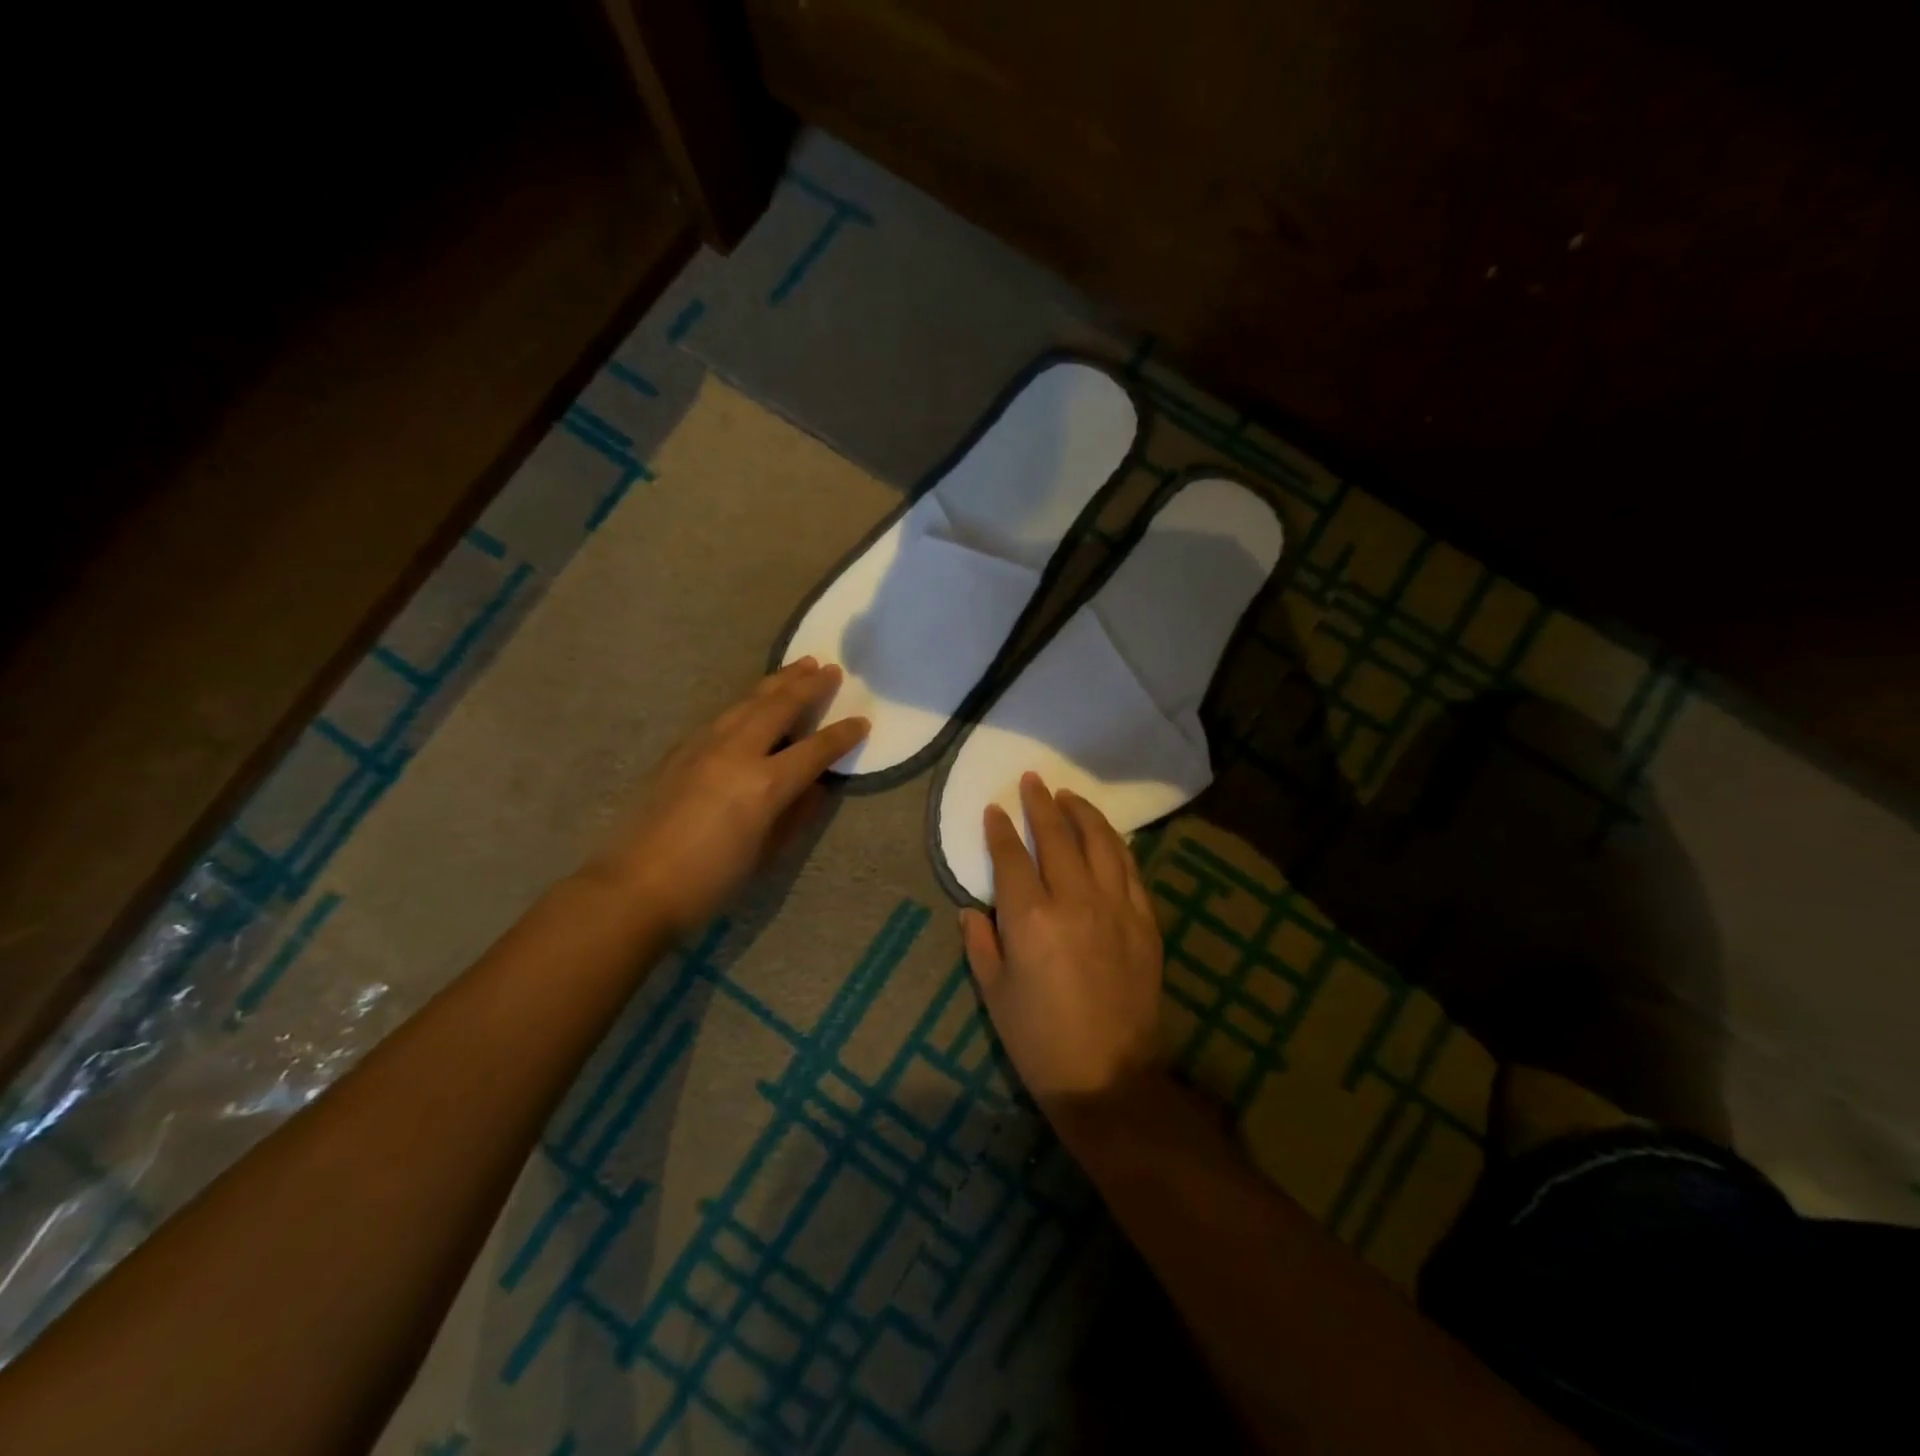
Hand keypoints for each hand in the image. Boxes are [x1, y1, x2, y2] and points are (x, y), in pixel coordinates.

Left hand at [587, 658, 867, 936]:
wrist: (635, 888)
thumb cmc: (710, 882)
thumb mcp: (766, 854)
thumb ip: (795, 815)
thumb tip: (815, 787)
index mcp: (765, 784)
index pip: (814, 750)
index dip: (842, 735)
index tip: (862, 721)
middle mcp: (736, 753)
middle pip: (779, 707)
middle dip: (808, 686)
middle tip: (830, 668)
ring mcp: (703, 746)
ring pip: (746, 702)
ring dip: (776, 683)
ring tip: (797, 666)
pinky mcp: (679, 751)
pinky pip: (722, 716)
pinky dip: (746, 702)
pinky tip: (752, 702)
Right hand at [959, 773, 1165, 1104]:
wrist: (1109, 1079)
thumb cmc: (1039, 1041)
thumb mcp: (995, 994)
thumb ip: (980, 943)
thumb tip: (971, 909)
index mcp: (1030, 918)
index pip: (1012, 857)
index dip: (1000, 829)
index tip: (994, 809)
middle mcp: (1074, 900)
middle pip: (1057, 837)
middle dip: (1041, 804)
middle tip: (1032, 780)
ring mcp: (1115, 907)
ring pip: (1100, 842)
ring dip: (1082, 813)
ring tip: (1068, 796)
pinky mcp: (1144, 921)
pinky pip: (1129, 869)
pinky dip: (1115, 844)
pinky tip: (1107, 835)